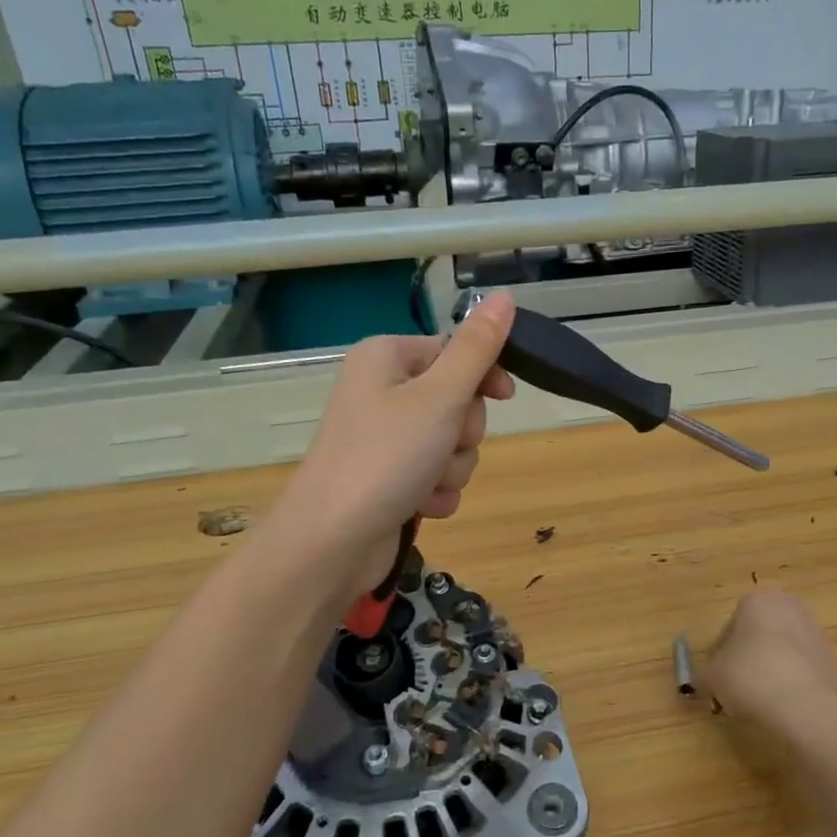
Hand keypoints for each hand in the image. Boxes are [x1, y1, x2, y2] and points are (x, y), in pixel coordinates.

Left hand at [273, 292, 515, 586]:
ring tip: (425, 483)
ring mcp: (385, 439)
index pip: (454, 351)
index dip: (483, 375)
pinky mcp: (389, 479)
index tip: (504, 396)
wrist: (332, 540)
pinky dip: (436, 492)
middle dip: (462, 433)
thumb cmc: (386, 457)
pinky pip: (435, 477)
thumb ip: (477, 349)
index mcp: (387, 358)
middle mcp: (382, 392)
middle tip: (442, 446)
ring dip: (451, 468)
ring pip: (451, 444)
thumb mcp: (439, 397)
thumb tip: (504, 295)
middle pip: (456, 401)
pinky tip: (420, 506)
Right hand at [705, 589, 836, 735]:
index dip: (718, 654)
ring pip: (780, 652)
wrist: (807, 707)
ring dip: (767, 672)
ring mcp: (815, 634)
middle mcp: (790, 607)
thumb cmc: (750, 676)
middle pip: (758, 635)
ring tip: (757, 702)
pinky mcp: (832, 661)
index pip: (729, 625)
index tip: (715, 678)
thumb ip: (705, 675)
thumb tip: (705, 683)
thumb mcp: (712, 676)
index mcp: (758, 599)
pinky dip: (788, 685)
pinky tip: (780, 707)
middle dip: (745, 659)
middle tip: (733, 688)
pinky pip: (799, 670)